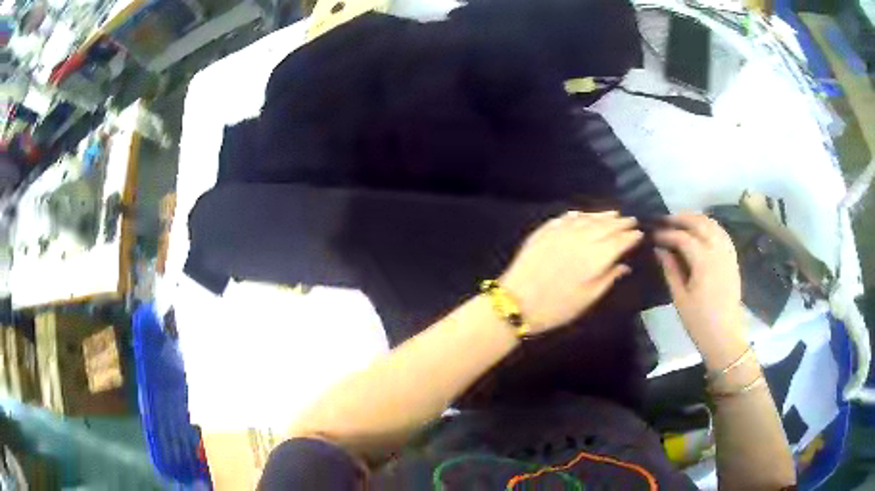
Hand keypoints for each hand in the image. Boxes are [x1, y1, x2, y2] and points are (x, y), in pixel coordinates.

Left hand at [499, 210, 641, 333]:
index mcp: (596, 257)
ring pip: (587, 218)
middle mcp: (582, 238)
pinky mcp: (545, 230)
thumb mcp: (588, 298)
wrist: (517, 302)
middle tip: (630, 220)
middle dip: (620, 222)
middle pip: (606, 225)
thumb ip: (609, 278)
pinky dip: (579, 215)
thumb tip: (624, 265)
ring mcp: (562, 231)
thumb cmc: (557, 307)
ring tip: (613, 214)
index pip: (620, 240)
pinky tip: (583, 215)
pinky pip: (566, 218)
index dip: (631, 236)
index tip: (639, 233)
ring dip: (602, 215)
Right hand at [654, 214, 747, 368]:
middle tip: (665, 220)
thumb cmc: (699, 322)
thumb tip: (660, 250)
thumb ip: (671, 270)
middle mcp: (718, 251)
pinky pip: (723, 234)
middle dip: (682, 218)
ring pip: (714, 225)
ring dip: (697, 219)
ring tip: (682, 221)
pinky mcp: (733, 260)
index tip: (653, 235)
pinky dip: (711, 227)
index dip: (666, 234)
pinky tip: (702, 231)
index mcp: (704, 262)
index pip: (683, 237)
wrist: (724, 337)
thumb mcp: (680, 298)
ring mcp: (728, 254)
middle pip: (700, 224)